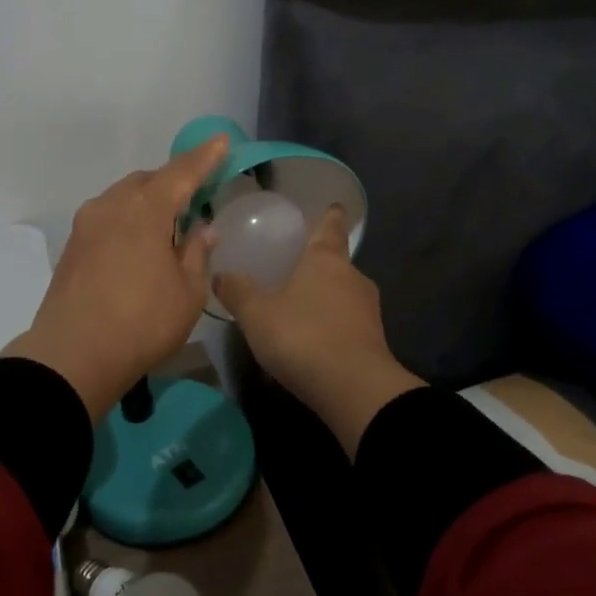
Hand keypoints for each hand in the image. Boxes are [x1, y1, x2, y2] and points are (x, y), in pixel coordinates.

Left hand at [3, 136, 228, 420]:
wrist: (73, 356)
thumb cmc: (142, 322)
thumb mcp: (187, 292)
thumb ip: (197, 253)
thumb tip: (202, 229)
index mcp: (144, 209)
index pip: (182, 172)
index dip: (205, 157)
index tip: (221, 140)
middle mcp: (111, 205)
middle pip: (148, 181)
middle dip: (174, 182)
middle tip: (196, 198)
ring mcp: (86, 224)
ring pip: (124, 198)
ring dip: (148, 202)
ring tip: (168, 226)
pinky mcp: (73, 246)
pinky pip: (108, 217)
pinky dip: (129, 220)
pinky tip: (139, 245)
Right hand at [213, 206, 423, 455]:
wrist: (355, 389)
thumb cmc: (303, 337)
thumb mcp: (257, 314)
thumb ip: (238, 292)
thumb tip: (220, 274)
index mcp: (326, 259)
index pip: (331, 225)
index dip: (329, 215)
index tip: (332, 206)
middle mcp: (353, 277)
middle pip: (336, 262)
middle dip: (317, 264)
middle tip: (293, 268)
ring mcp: (368, 310)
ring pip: (343, 294)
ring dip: (324, 298)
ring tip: (298, 308)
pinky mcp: (374, 340)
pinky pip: (348, 323)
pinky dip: (331, 325)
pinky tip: (312, 341)